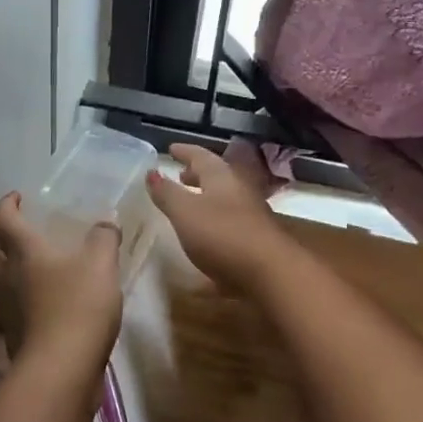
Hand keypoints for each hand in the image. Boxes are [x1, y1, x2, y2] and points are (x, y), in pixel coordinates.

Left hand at [0, 192, 121, 359]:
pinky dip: (7, 308)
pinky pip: (0, 316)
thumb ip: (104, 239)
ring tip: (11, 274)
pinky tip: (24, 310)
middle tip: (10, 237)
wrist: (62, 368)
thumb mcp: (101, 265)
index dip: (6, 205)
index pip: (3, 220)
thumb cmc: (79, 306)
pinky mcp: (8, 339)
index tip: (15, 198)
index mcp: (23, 251)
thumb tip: (106, 223)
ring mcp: (2, 311)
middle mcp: (5, 278)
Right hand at [145, 144, 289, 292]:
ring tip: (189, 206)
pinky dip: (214, 223)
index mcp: (221, 178)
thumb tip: (151, 171)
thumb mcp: (185, 212)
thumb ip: (167, 193)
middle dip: (196, 175)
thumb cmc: (222, 235)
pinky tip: (205, 238)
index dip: (184, 152)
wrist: (271, 272)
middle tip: (180, 176)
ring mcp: (251, 216)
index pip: (201, 156)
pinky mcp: (256, 240)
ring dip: (206, 199)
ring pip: (225, 200)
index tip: (171, 149)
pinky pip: (230, 223)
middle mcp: (239, 191)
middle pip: (216, 177)